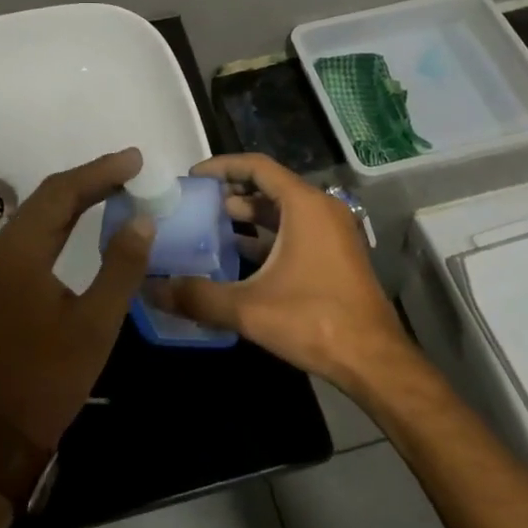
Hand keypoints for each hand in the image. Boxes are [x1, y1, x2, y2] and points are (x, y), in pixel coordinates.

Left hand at [0, 148, 154, 450]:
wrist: (0, 432)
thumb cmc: (51, 377)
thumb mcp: (96, 323)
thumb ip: (121, 266)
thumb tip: (142, 218)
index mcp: (19, 252)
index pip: (62, 194)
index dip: (100, 172)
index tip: (136, 160)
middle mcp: (2, 248)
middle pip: (49, 197)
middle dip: (91, 178)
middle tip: (132, 168)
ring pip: (41, 213)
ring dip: (78, 195)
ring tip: (119, 184)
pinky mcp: (1, 279)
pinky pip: (36, 232)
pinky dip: (65, 217)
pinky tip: (88, 216)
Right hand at [154, 153, 412, 388]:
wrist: (374, 360)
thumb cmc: (313, 320)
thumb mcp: (249, 308)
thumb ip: (198, 296)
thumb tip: (153, 290)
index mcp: (304, 205)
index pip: (257, 166)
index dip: (222, 167)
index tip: (193, 177)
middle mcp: (321, 209)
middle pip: (270, 185)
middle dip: (232, 191)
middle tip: (197, 203)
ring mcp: (332, 232)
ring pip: (283, 210)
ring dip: (249, 215)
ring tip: (212, 226)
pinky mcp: (336, 255)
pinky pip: (295, 230)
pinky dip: (267, 235)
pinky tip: (240, 255)